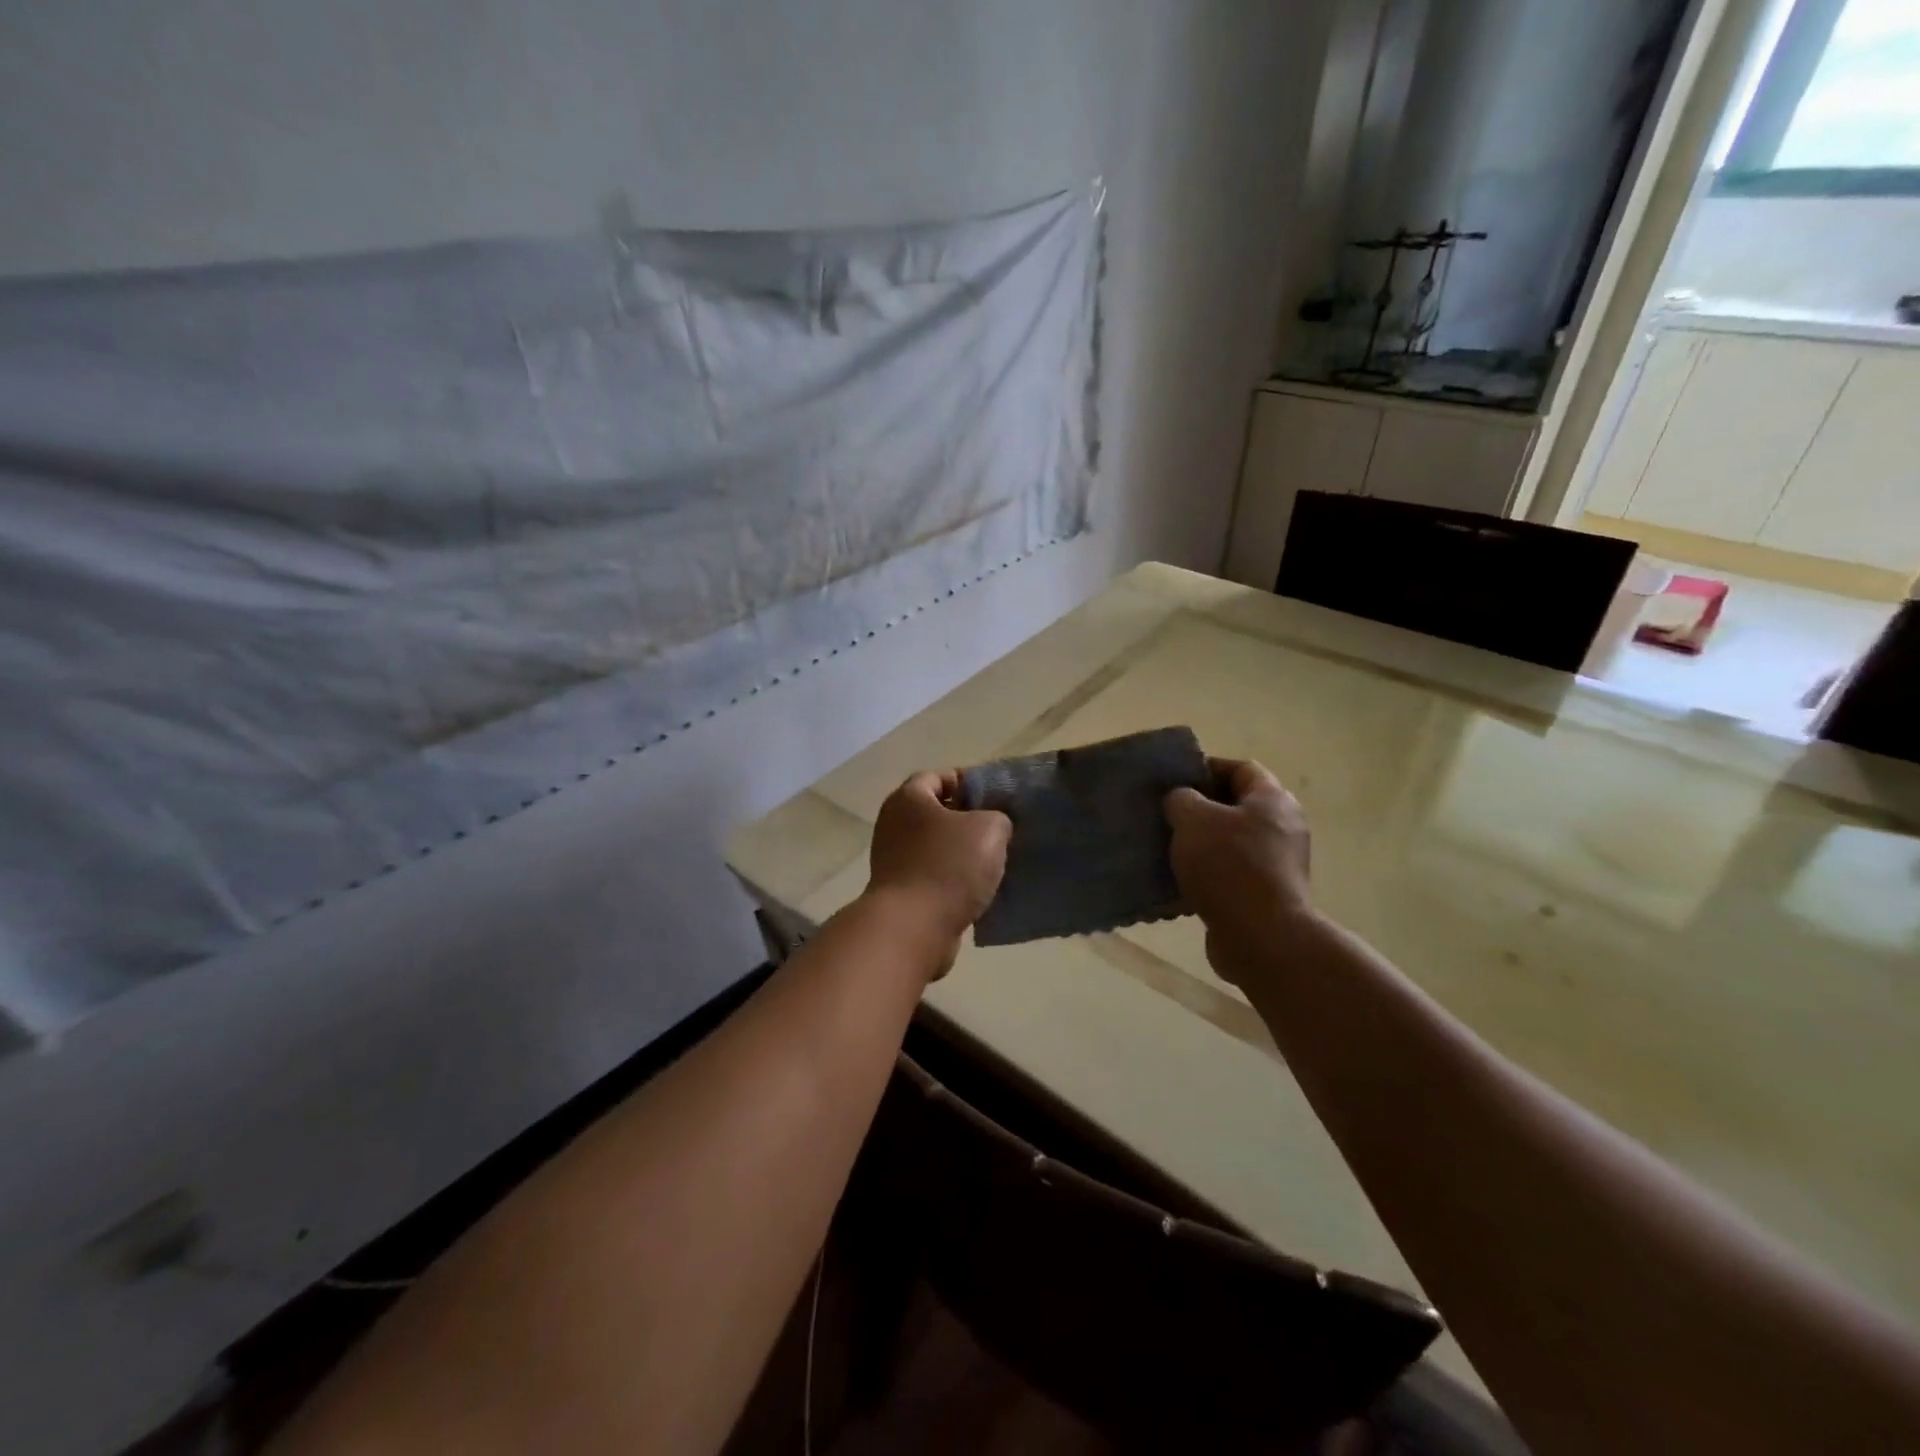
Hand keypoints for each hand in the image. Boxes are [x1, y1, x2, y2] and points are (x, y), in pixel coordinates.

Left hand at [867, 771, 1011, 945]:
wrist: (913, 928)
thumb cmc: (949, 866)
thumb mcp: (989, 829)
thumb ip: (997, 817)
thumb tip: (992, 825)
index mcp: (908, 799)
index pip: (937, 777)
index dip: (967, 782)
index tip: (995, 797)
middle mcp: (893, 824)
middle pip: (935, 813)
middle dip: (967, 820)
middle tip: (999, 830)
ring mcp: (893, 860)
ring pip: (935, 847)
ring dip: (961, 853)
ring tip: (995, 862)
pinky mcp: (900, 893)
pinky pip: (933, 877)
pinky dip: (953, 881)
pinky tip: (979, 890)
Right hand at [1164, 758, 1315, 986]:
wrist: (1261, 937)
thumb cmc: (1229, 866)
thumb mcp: (1193, 819)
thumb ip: (1181, 798)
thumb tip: (1180, 800)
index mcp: (1272, 799)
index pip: (1240, 768)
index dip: (1206, 769)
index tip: (1173, 781)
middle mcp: (1282, 827)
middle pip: (1236, 806)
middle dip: (1199, 809)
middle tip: (1165, 815)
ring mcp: (1277, 864)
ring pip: (1231, 842)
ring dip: (1200, 844)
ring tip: (1165, 848)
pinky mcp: (1266, 895)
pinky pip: (1230, 874)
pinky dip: (1206, 874)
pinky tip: (1178, 881)